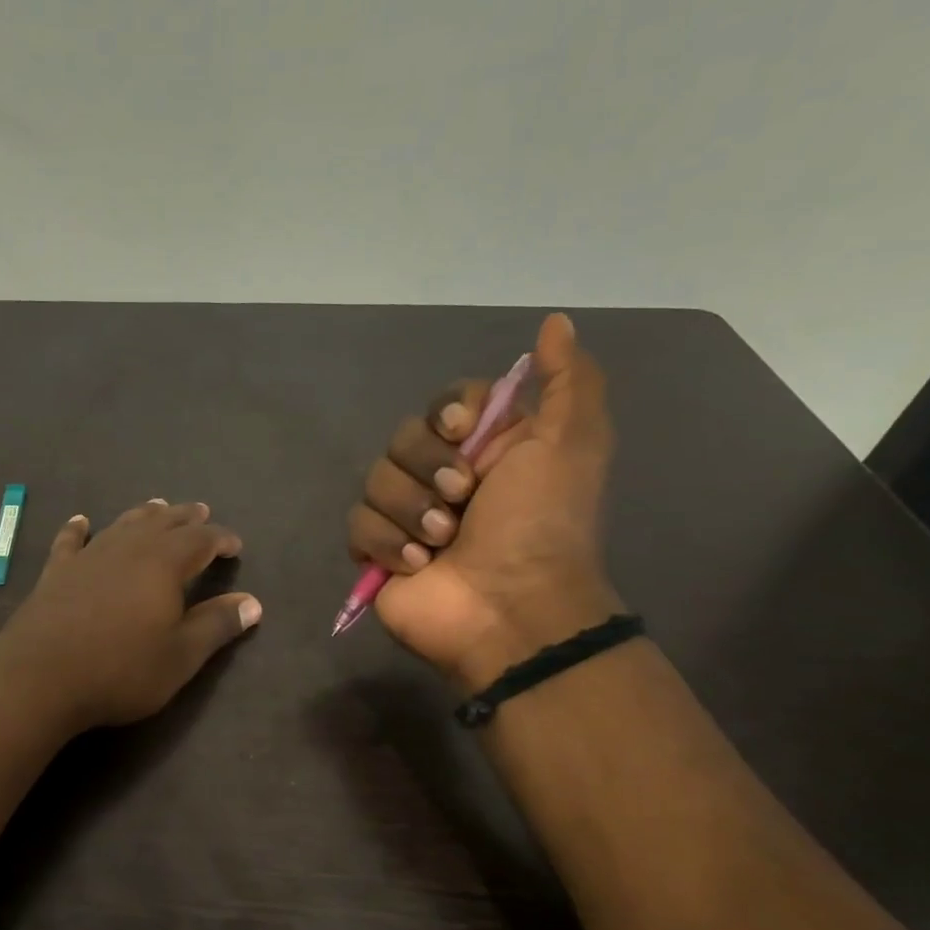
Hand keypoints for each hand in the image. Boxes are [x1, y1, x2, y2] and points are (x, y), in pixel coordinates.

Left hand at [0, 500, 262, 732]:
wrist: (40, 679)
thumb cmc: (120, 670)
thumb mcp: (180, 656)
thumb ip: (216, 625)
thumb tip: (252, 602)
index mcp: (163, 564)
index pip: (201, 541)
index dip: (221, 539)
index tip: (234, 545)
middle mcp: (127, 549)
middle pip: (163, 523)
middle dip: (186, 518)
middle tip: (201, 512)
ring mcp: (88, 557)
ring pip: (123, 525)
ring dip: (144, 515)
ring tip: (158, 506)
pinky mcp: (56, 572)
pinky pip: (71, 541)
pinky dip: (78, 528)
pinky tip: (81, 521)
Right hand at [346, 313, 619, 686]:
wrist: (511, 608)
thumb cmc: (542, 524)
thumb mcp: (572, 443)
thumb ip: (568, 380)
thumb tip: (555, 322)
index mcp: (486, 449)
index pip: (444, 405)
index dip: (445, 413)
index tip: (461, 431)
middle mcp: (444, 477)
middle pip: (402, 439)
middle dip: (428, 467)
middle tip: (461, 498)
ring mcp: (407, 517)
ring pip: (375, 481)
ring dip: (410, 510)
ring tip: (442, 541)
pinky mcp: (378, 553)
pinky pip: (357, 525)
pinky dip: (386, 543)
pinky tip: (418, 565)